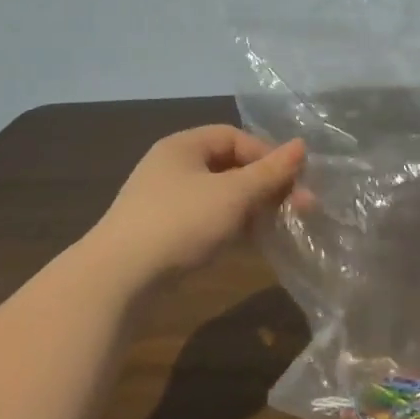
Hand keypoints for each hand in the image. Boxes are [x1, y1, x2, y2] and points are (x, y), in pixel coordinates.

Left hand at [87, 125, 305, 287]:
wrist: (117, 282)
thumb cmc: (179, 223)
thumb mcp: (233, 195)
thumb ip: (270, 173)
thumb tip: (302, 145)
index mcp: (183, 146)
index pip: (235, 137)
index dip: (268, 154)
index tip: (294, 180)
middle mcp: (173, 167)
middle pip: (229, 166)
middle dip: (266, 185)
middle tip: (300, 208)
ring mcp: (165, 202)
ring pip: (220, 196)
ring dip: (252, 208)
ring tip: (281, 227)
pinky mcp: (163, 235)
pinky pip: (207, 220)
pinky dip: (232, 227)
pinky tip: (251, 244)